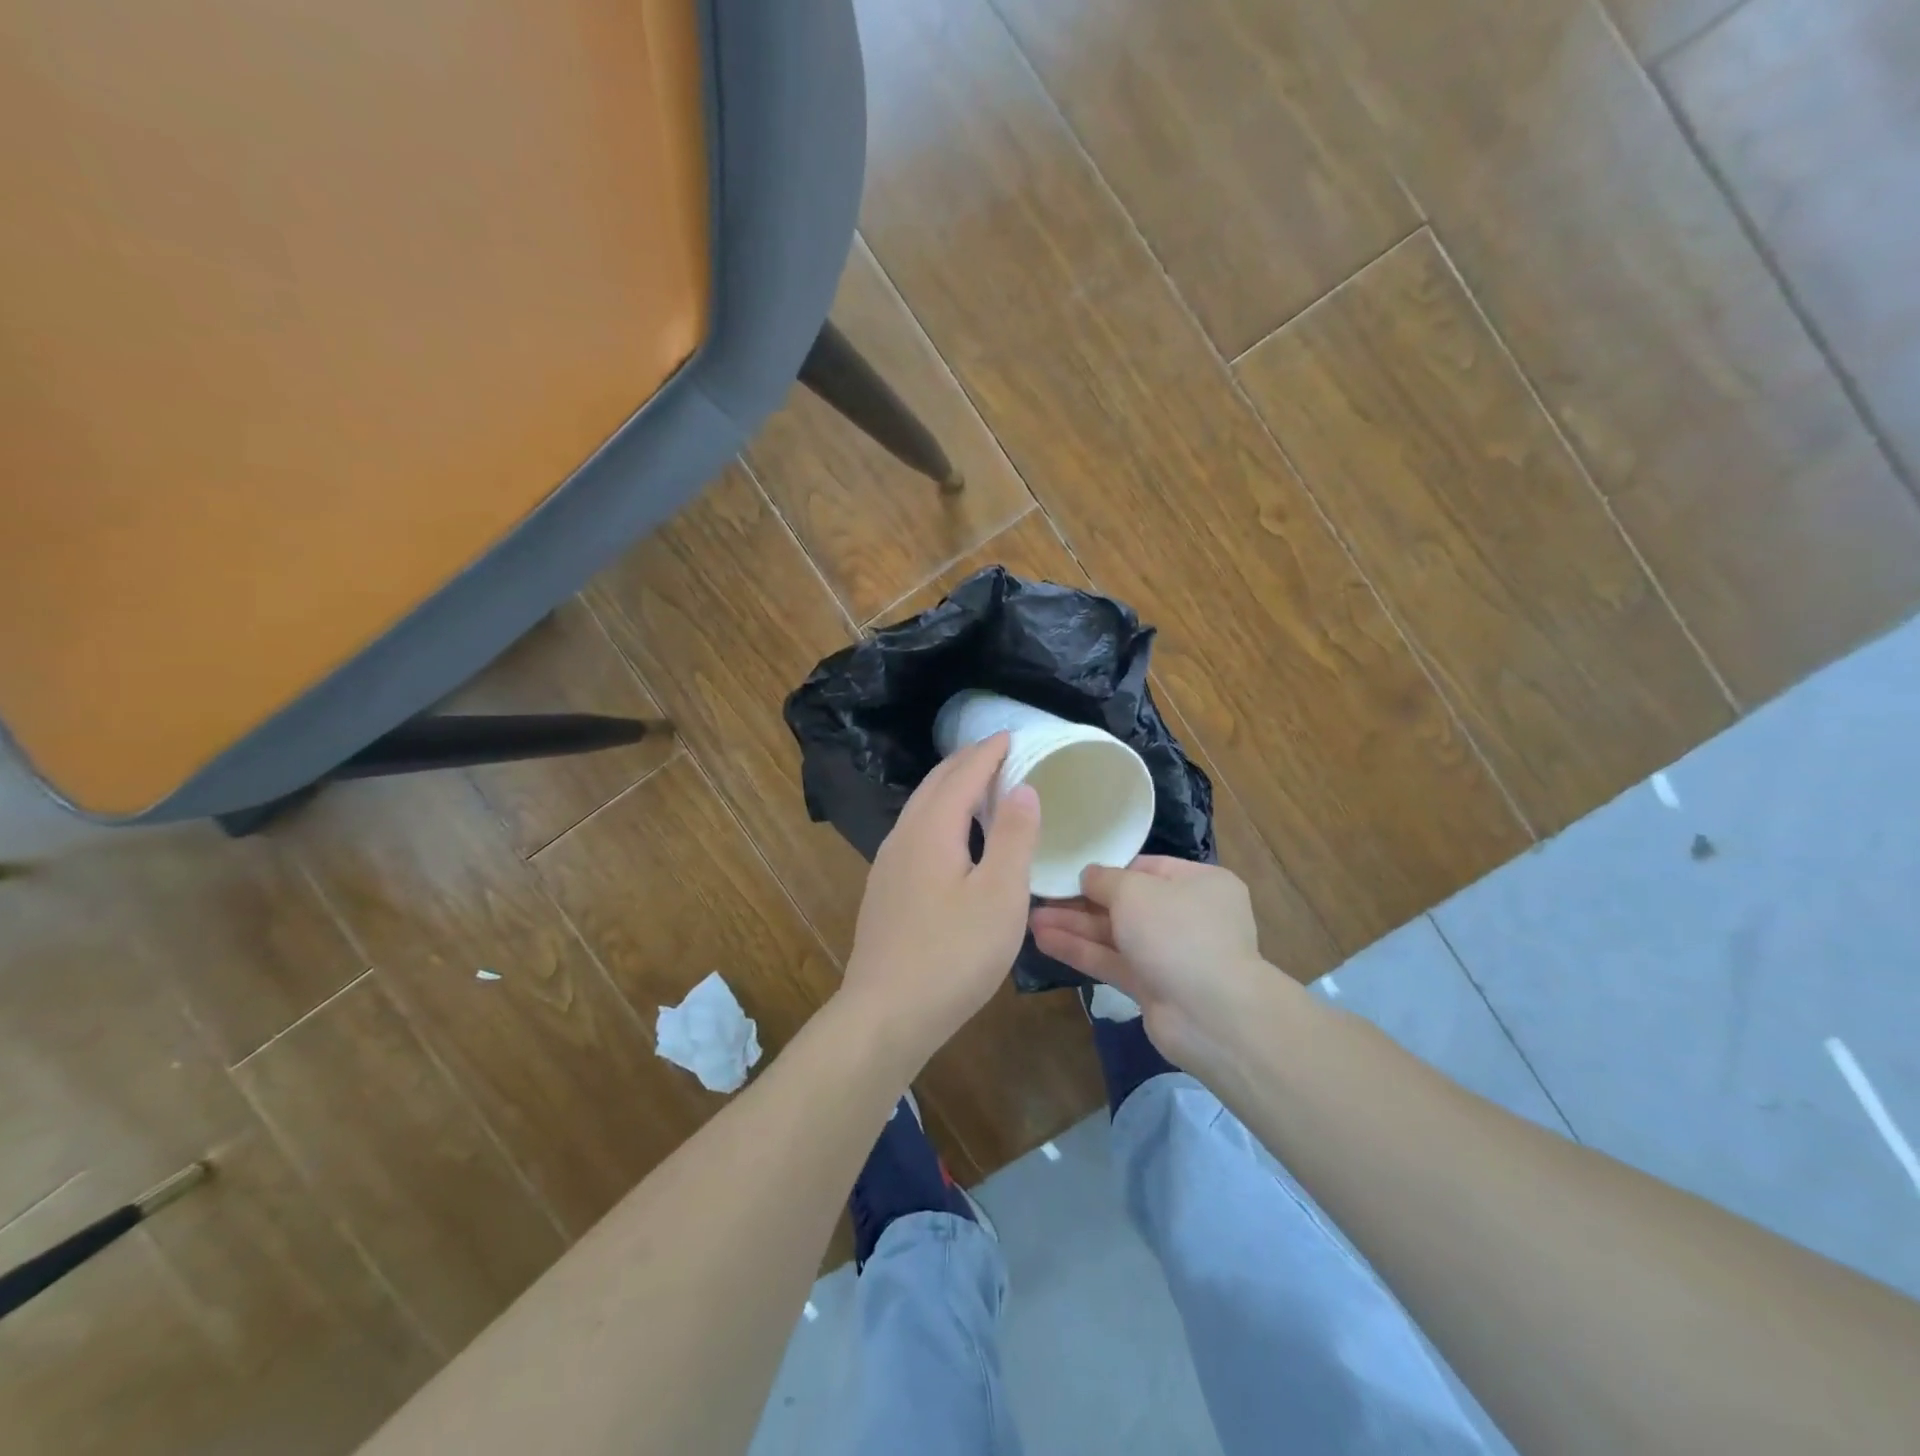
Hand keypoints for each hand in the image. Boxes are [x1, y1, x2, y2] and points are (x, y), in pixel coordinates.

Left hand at [837, 733, 1039, 1072]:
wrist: (887, 1013)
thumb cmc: (953, 954)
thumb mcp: (1000, 896)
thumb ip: (1014, 837)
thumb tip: (1023, 787)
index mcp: (932, 829)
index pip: (963, 774)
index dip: (989, 752)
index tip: (1011, 735)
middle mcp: (903, 836)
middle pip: (935, 784)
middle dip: (967, 762)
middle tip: (999, 752)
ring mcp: (888, 864)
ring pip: (921, 808)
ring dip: (950, 788)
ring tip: (979, 786)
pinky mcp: (885, 889)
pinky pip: (916, 831)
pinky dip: (940, 815)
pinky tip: (952, 837)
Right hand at [1029, 856, 1274, 1064]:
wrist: (1211, 1014)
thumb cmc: (1177, 932)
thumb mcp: (1135, 890)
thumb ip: (1105, 879)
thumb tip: (1089, 876)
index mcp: (1199, 883)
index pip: (1146, 867)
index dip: (1107, 869)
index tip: (1070, 869)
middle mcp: (1188, 916)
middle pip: (1126, 902)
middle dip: (1082, 901)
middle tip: (1041, 894)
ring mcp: (1170, 955)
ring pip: (1115, 934)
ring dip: (1075, 926)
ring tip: (1030, 918)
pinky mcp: (1153, 987)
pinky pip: (1112, 962)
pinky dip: (1081, 951)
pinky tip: (1043, 941)